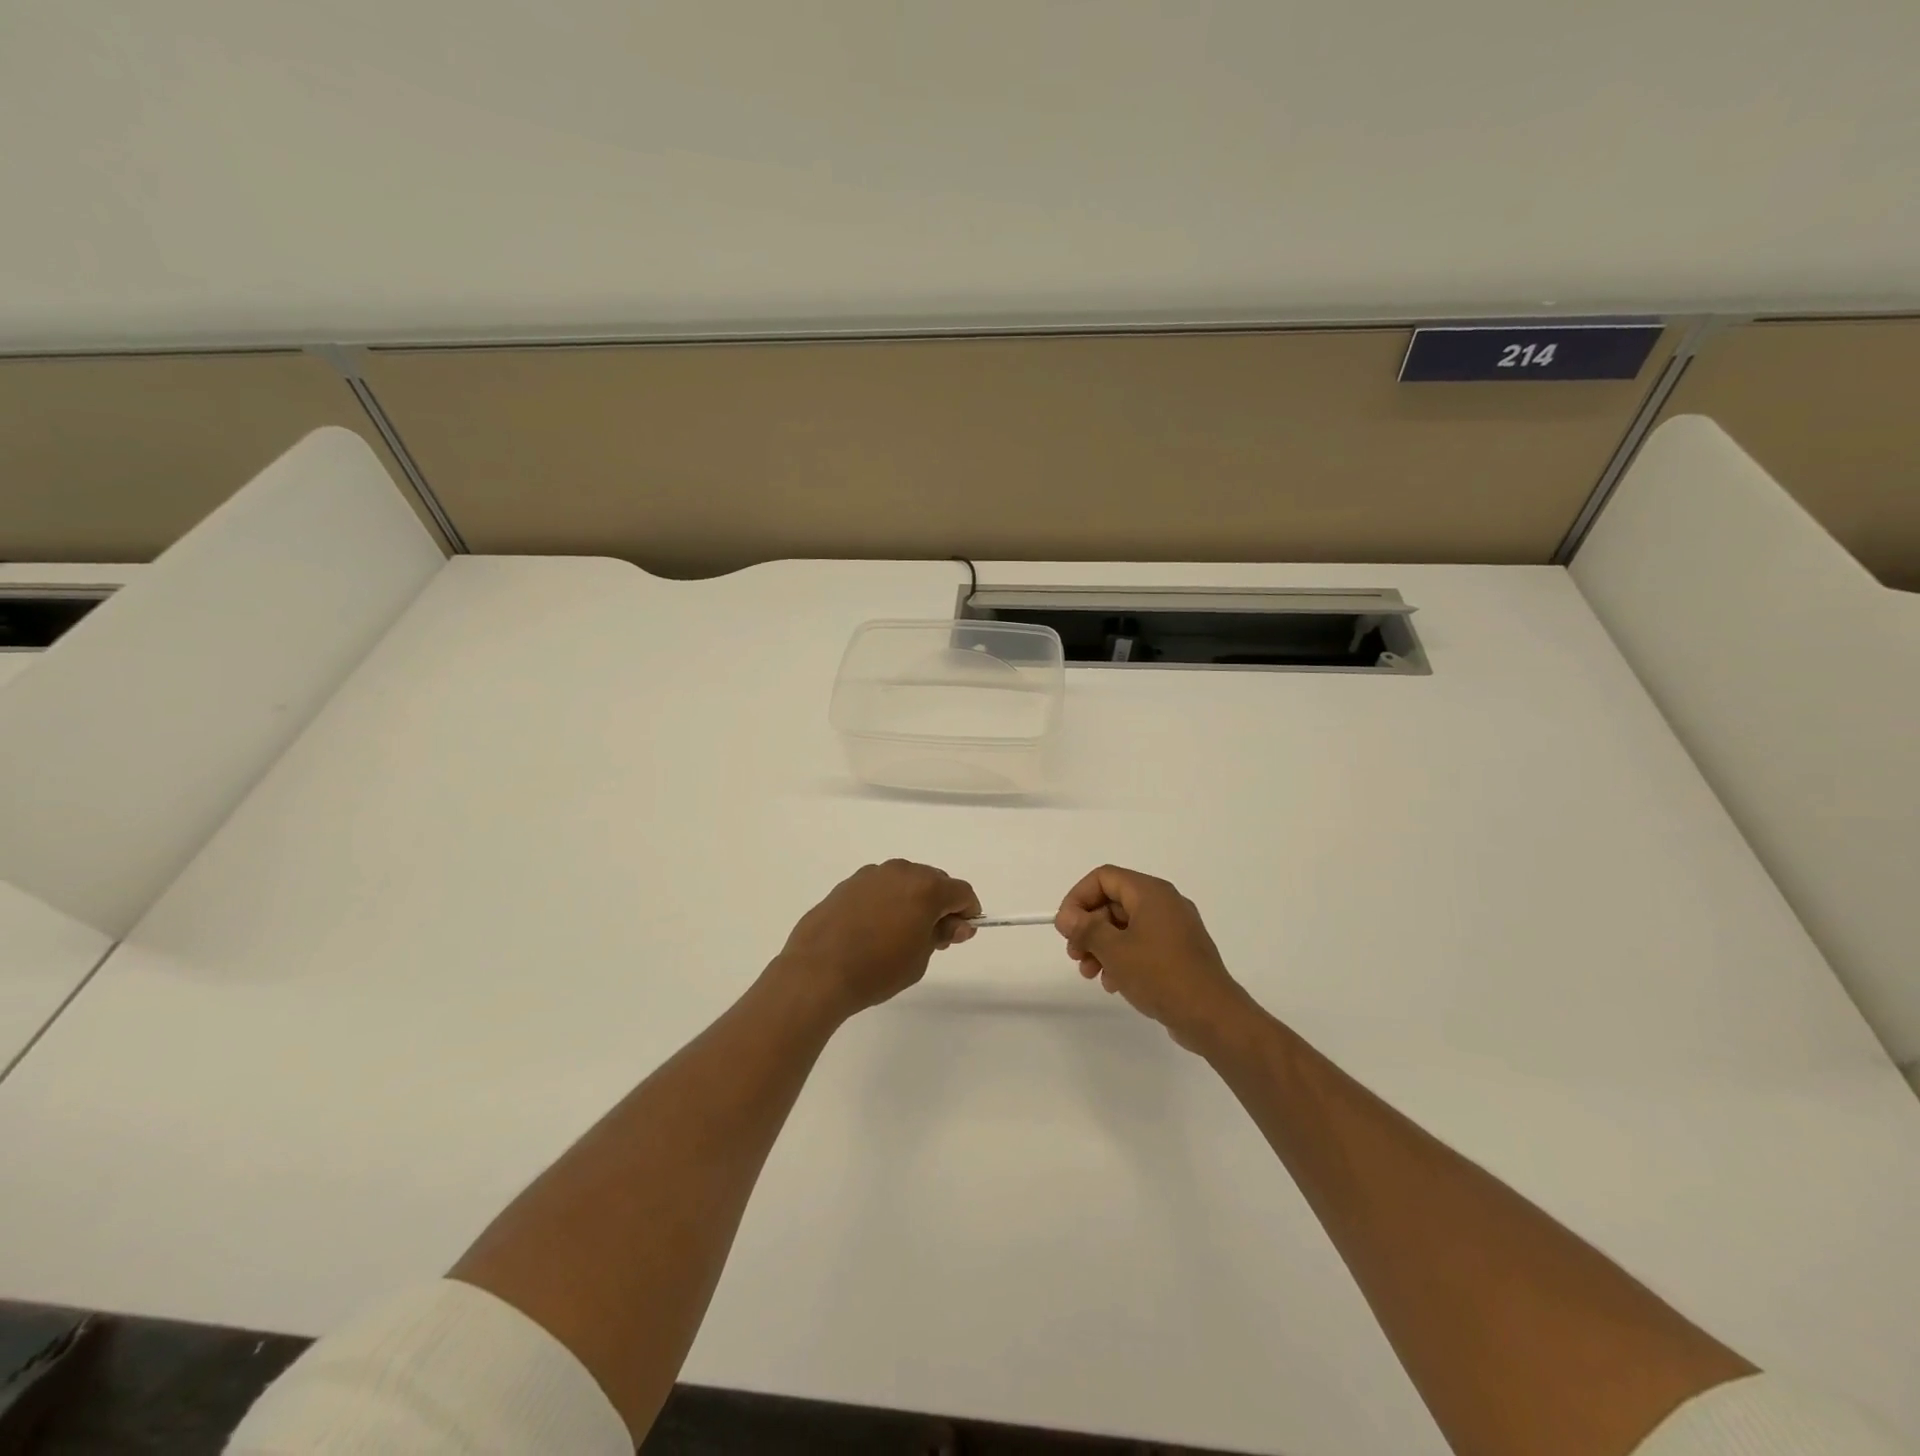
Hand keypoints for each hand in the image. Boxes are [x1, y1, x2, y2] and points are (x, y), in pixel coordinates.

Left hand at [776, 860, 980, 1018]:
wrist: (817, 971)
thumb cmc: (877, 969)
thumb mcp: (920, 958)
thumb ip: (941, 934)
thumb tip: (956, 924)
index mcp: (925, 887)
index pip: (961, 892)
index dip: (968, 912)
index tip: (961, 934)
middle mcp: (901, 871)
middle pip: (934, 880)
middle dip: (940, 904)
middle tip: (933, 937)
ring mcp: (871, 874)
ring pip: (905, 881)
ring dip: (912, 900)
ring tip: (900, 934)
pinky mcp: (848, 883)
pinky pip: (880, 887)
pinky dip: (887, 901)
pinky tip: (874, 928)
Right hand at [1055, 865, 1257, 1053]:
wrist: (1211, 1015)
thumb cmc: (1160, 975)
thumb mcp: (1114, 950)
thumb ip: (1086, 928)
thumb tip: (1066, 916)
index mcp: (1151, 892)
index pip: (1104, 878)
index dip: (1078, 898)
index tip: (1065, 927)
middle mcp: (1164, 903)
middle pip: (1114, 902)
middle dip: (1088, 927)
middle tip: (1074, 954)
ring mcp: (1175, 928)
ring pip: (1126, 926)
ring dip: (1102, 945)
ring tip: (1090, 973)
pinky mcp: (1179, 952)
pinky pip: (1142, 944)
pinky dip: (1123, 957)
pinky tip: (1113, 983)